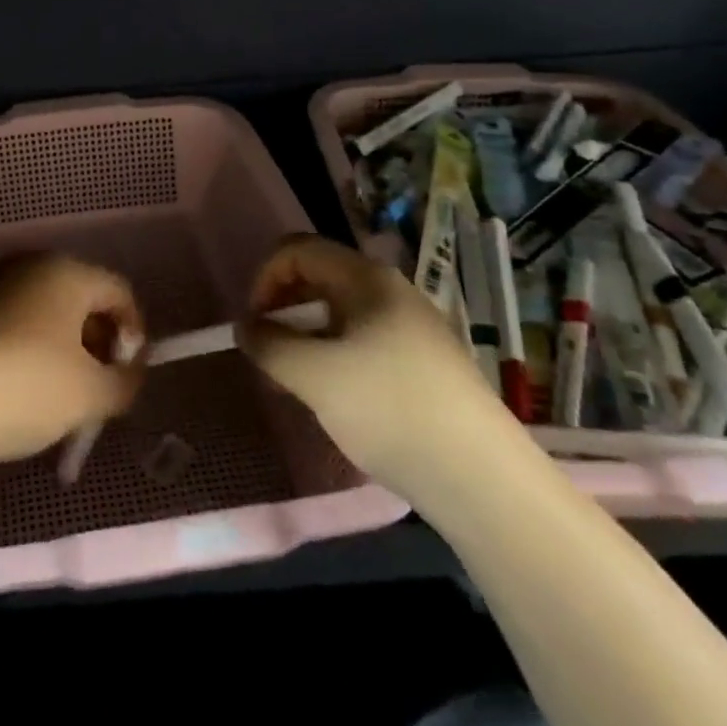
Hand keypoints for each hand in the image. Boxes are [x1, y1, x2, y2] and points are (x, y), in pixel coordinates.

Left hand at [0, 253, 146, 465]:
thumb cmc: (26, 386)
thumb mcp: (91, 394)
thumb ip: (124, 383)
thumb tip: (129, 375)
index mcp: (65, 271)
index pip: (118, 292)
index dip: (134, 333)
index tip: (127, 375)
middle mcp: (25, 266)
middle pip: (77, 300)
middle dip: (94, 344)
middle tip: (95, 388)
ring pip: (39, 314)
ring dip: (57, 350)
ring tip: (55, 398)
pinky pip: (5, 327)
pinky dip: (21, 352)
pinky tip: (13, 393)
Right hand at [238, 235, 515, 486]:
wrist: (479, 476)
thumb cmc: (389, 409)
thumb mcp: (313, 375)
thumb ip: (269, 344)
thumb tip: (246, 327)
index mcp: (366, 279)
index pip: (297, 249)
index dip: (264, 278)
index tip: (254, 325)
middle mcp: (391, 291)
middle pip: (318, 276)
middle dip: (282, 307)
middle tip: (269, 352)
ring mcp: (411, 326)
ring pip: (339, 312)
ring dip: (305, 335)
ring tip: (295, 380)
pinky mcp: (422, 362)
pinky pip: (362, 340)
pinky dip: (333, 355)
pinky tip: (333, 396)